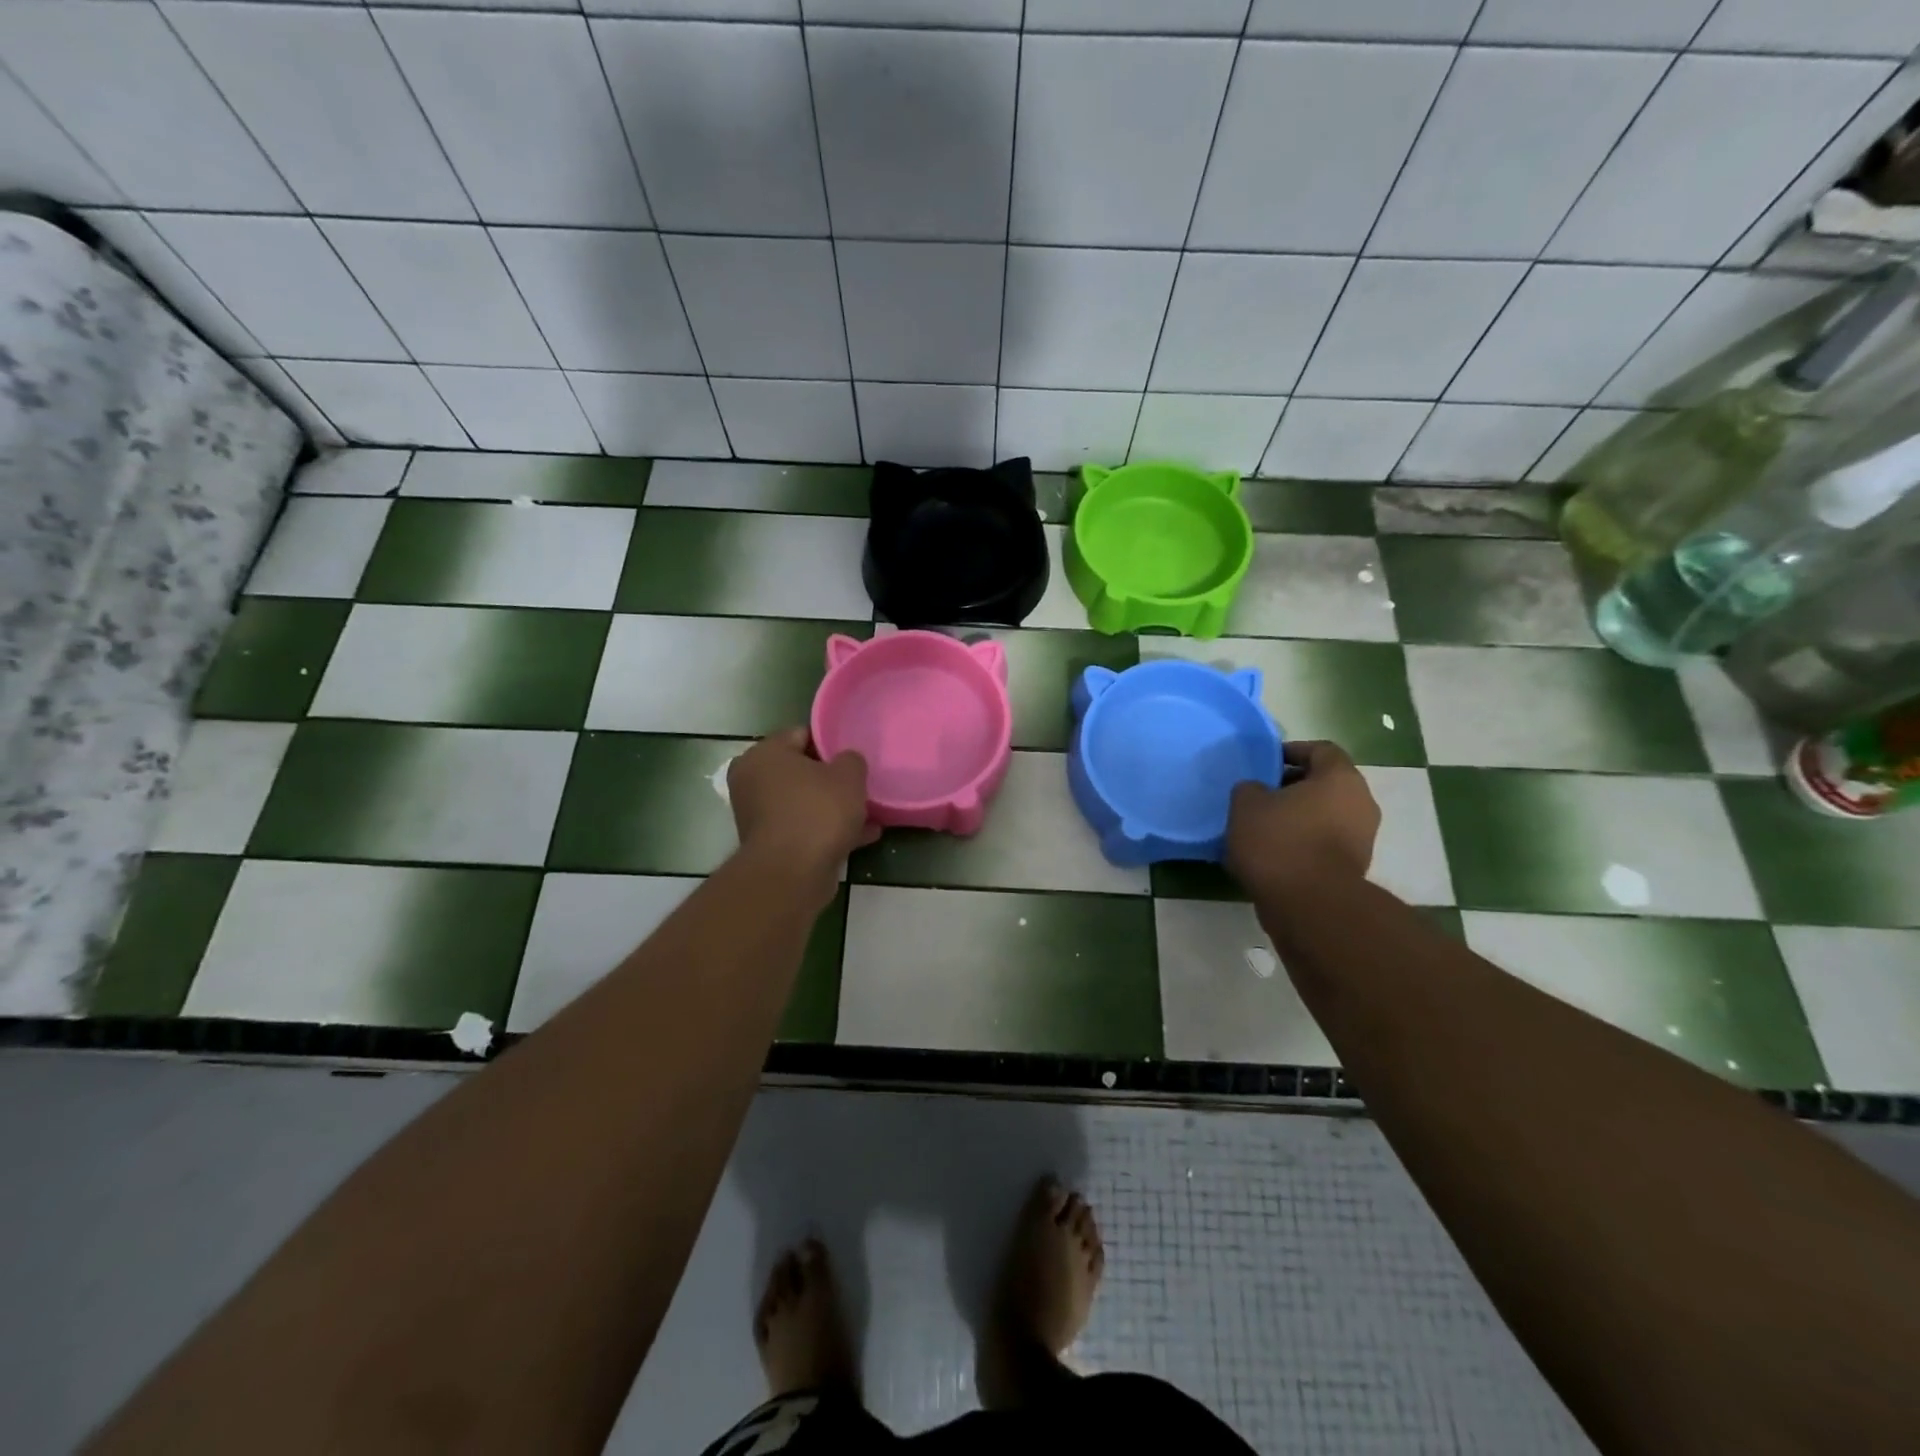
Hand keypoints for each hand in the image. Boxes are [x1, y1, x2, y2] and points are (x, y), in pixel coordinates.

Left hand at [727, 728, 877, 896]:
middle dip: (832, 778)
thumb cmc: (817, 812)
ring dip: (833, 807)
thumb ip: (851, 760)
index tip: (854, 753)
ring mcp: (759, 816)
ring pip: (805, 802)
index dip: (831, 741)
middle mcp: (753, 781)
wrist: (792, 874)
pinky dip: (829, 830)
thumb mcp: (848, 775)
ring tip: (869, 811)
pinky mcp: (771, 845)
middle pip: (802, 771)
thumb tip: (846, 763)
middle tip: (860, 782)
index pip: (801, 734)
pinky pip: (806, 828)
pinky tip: (864, 835)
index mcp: (764, 755)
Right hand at [1226, 740, 1379, 895]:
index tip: (1265, 763)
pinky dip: (1303, 842)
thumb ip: (1250, 788)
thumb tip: (1257, 792)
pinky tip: (1274, 853)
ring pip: (1325, 815)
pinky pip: (1325, 842)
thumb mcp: (1246, 804)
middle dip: (1293, 786)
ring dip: (1298, 816)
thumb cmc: (1280, 842)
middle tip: (1260, 795)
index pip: (1321, 750)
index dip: (1291, 751)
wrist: (1310, 905)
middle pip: (1325, 783)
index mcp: (1340, 778)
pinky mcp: (1353, 867)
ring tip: (1262, 827)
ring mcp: (1362, 838)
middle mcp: (1360, 803)